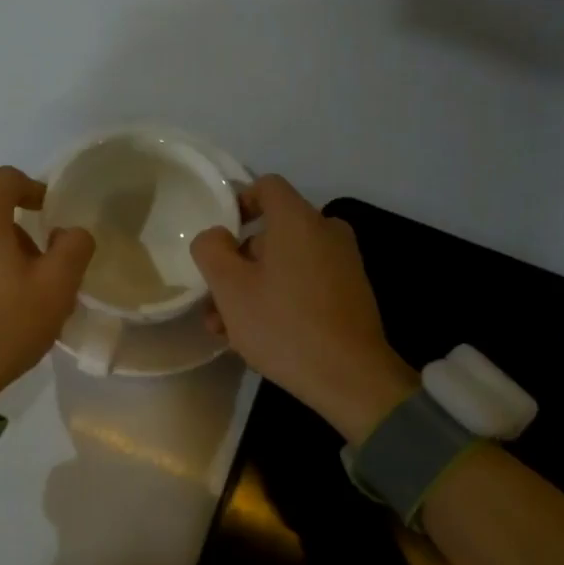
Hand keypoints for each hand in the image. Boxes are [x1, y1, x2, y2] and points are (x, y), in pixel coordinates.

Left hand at [0, 167, 94, 414]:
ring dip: (0, 250)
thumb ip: (74, 246)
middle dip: (21, 230)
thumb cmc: (3, 326)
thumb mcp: (57, 288)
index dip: (35, 190)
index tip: (51, 215)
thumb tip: (68, 231)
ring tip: (19, 292)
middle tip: (44, 268)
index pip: (8, 179)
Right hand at [190, 175, 417, 442]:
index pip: (266, 186)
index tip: (219, 235)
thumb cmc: (283, 324)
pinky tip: (259, 335)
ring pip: (286, 262)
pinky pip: (306, 281)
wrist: (351, 378)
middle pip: (273, 231)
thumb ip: (211, 250)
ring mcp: (344, 263)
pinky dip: (281, 297)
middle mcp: (327, 231)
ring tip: (226, 328)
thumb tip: (216, 236)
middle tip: (215, 299)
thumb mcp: (230, 288)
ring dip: (254, 287)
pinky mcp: (352, 293)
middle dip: (239, 262)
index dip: (238, 202)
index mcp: (299, 220)